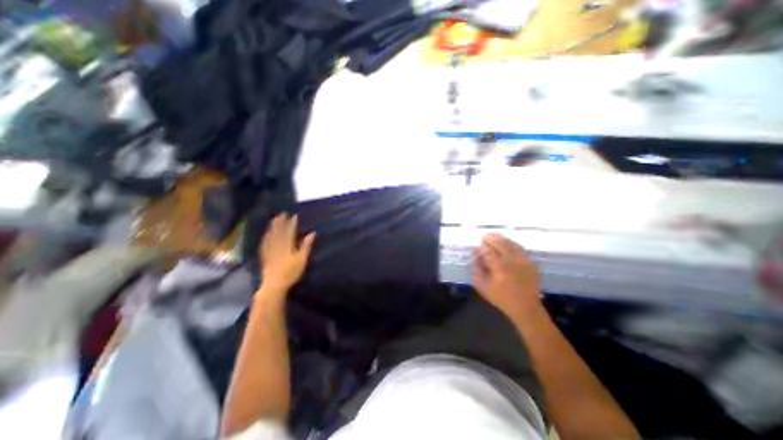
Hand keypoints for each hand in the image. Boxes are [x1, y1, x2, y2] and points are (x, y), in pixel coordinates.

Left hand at [260, 214, 314, 292]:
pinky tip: (266, 235)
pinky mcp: (265, 256)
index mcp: (287, 245)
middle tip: (282, 214)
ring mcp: (269, 250)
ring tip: (274, 220)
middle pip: (278, 231)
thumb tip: (312, 233)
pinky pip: (264, 243)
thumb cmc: (291, 272)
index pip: (290, 231)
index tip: (294, 215)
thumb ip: (306, 245)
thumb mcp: (302, 259)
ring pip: (270, 236)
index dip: (292, 223)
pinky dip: (266, 237)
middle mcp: (277, 245)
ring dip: (272, 227)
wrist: (274, 284)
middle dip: (280, 222)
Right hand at [471, 233, 545, 320]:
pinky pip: (520, 248)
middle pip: (501, 243)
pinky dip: (512, 243)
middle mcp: (512, 261)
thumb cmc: (501, 298)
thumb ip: (476, 268)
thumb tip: (475, 253)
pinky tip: (506, 243)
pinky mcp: (530, 263)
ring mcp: (523, 261)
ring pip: (511, 244)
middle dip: (492, 238)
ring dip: (501, 239)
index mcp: (499, 267)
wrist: (525, 307)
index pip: (489, 250)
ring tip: (494, 236)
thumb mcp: (482, 286)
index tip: (478, 243)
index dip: (483, 246)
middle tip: (484, 235)